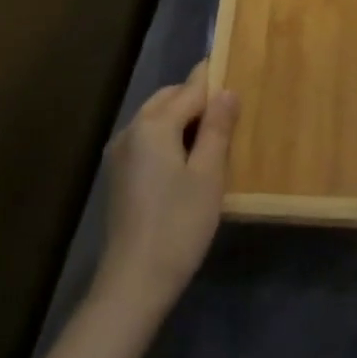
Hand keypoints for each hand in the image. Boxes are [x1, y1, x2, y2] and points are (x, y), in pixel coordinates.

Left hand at [91, 61, 239, 319]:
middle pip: (168, 98)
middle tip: (230, 112)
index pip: (190, 89)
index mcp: (153, 124)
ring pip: (156, 118)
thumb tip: (227, 90)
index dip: (215, 81)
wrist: (133, 284)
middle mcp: (131, 130)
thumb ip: (217, 127)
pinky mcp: (118, 176)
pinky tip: (187, 161)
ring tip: (213, 137)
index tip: (237, 73)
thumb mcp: (209, 174)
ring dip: (182, 118)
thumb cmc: (179, 225)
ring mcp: (120, 154)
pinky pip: (147, 139)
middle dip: (197, 99)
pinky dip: (168, 137)